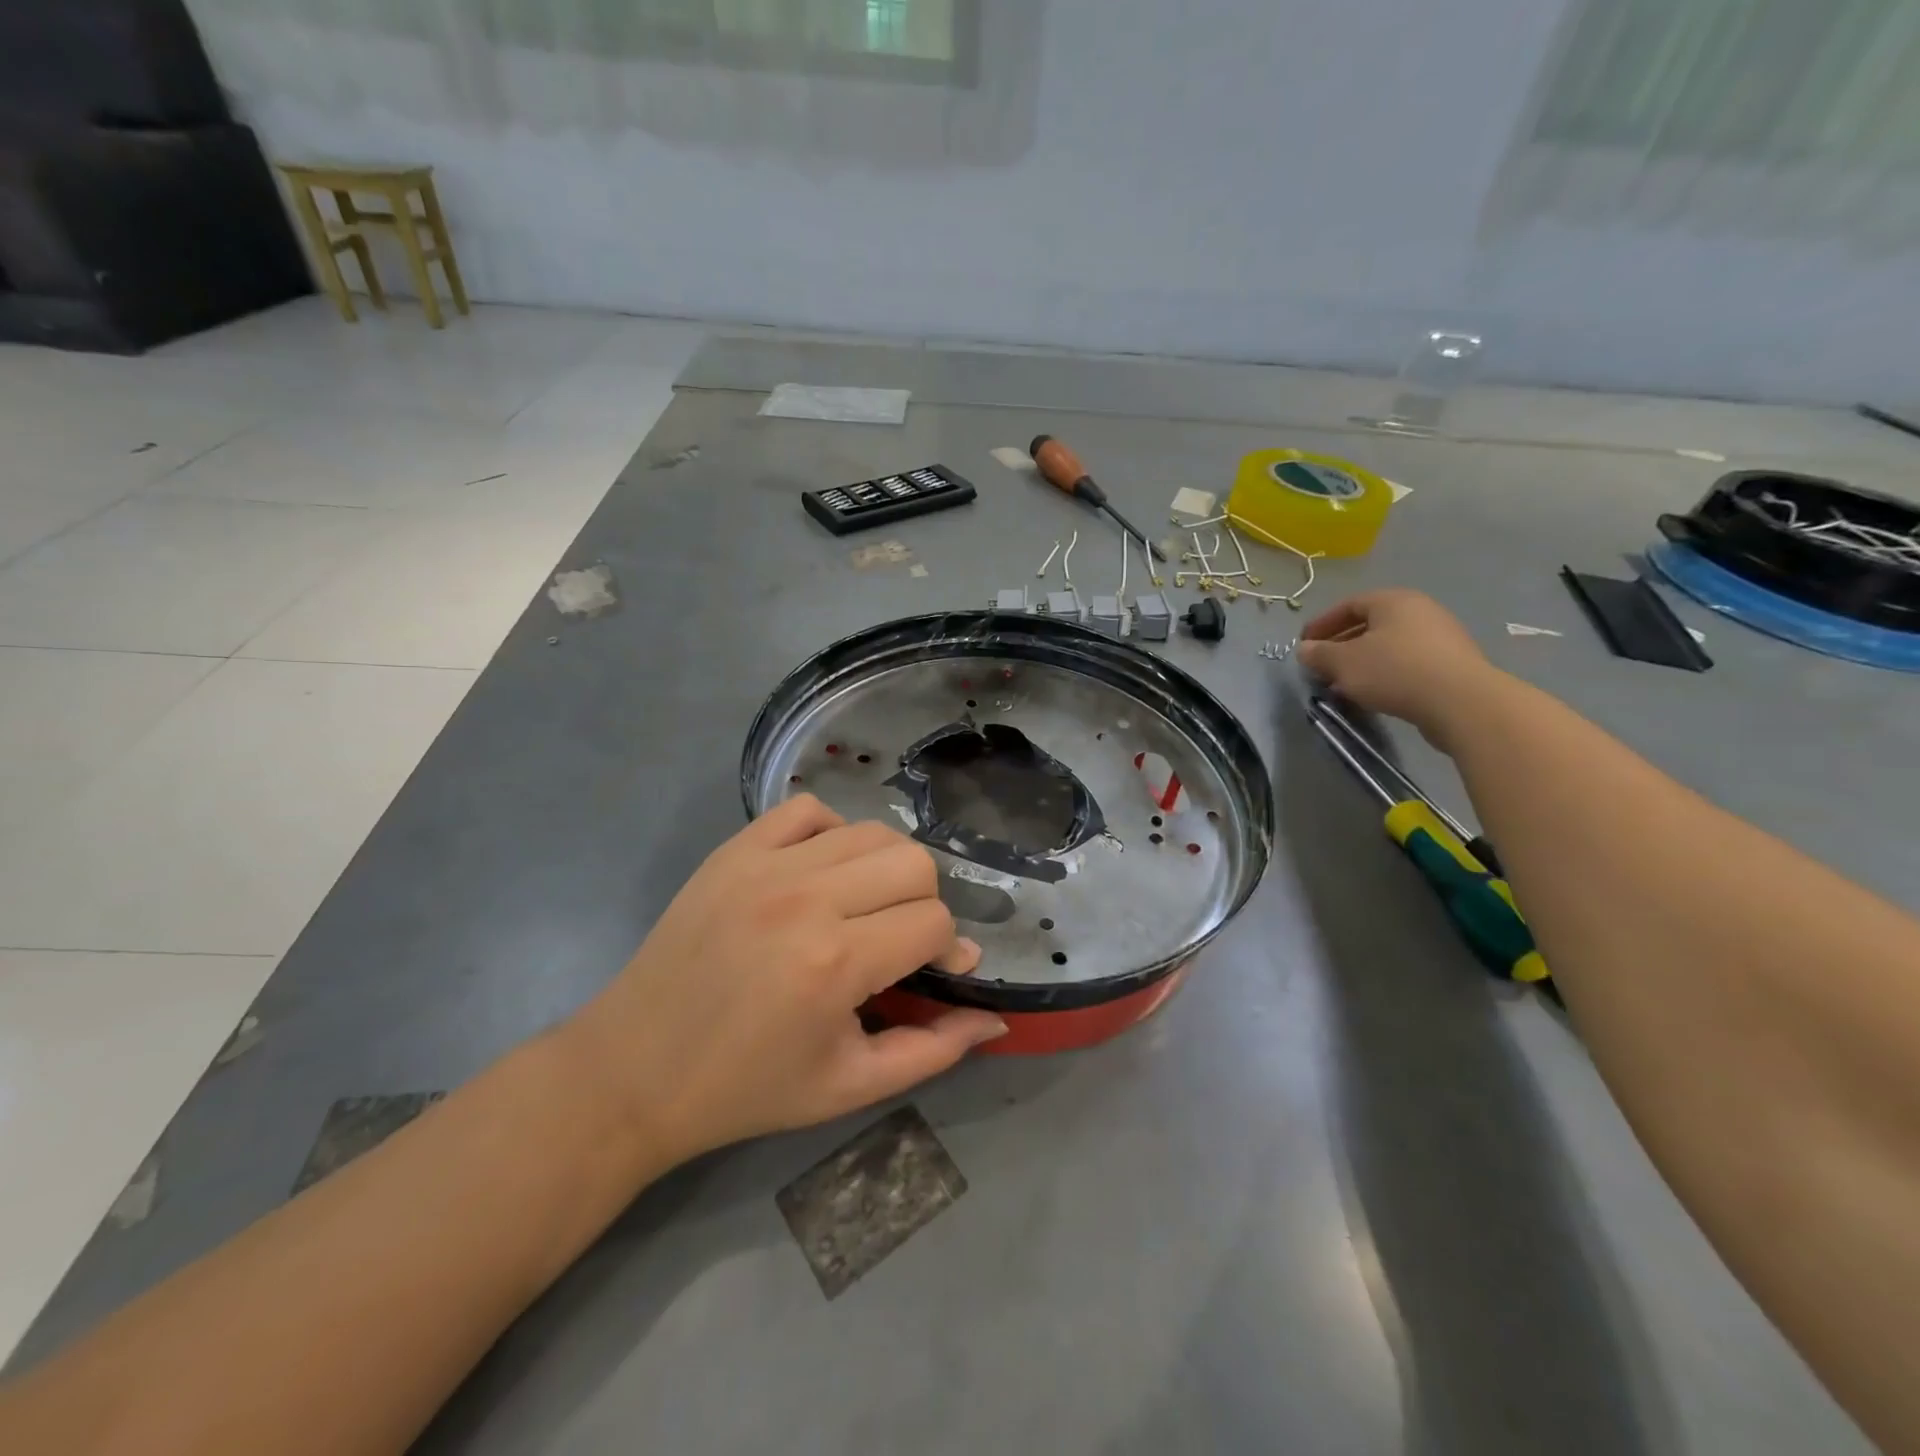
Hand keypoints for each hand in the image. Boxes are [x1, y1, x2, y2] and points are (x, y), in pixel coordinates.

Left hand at [566, 795, 1003, 1169]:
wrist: (633, 1070)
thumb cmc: (747, 1088)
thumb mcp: (848, 1087)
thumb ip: (932, 1051)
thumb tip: (993, 1016)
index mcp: (834, 963)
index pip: (933, 922)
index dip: (945, 949)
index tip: (932, 972)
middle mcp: (805, 899)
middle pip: (913, 862)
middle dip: (923, 902)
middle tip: (896, 940)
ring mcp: (764, 865)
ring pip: (869, 831)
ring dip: (884, 869)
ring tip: (862, 906)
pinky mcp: (733, 850)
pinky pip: (806, 810)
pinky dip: (830, 833)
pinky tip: (821, 872)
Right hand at [1295, 590, 1500, 748]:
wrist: (1460, 701)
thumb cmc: (1393, 671)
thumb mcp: (1343, 663)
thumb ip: (1319, 654)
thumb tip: (1304, 649)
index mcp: (1393, 600)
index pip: (1348, 604)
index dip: (1322, 624)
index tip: (1304, 645)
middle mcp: (1419, 610)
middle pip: (1370, 624)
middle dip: (1341, 645)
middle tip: (1322, 666)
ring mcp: (1440, 636)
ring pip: (1388, 645)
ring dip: (1362, 662)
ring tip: (1344, 684)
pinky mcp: (1451, 663)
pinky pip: (1407, 661)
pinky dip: (1385, 672)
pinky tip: (1373, 693)